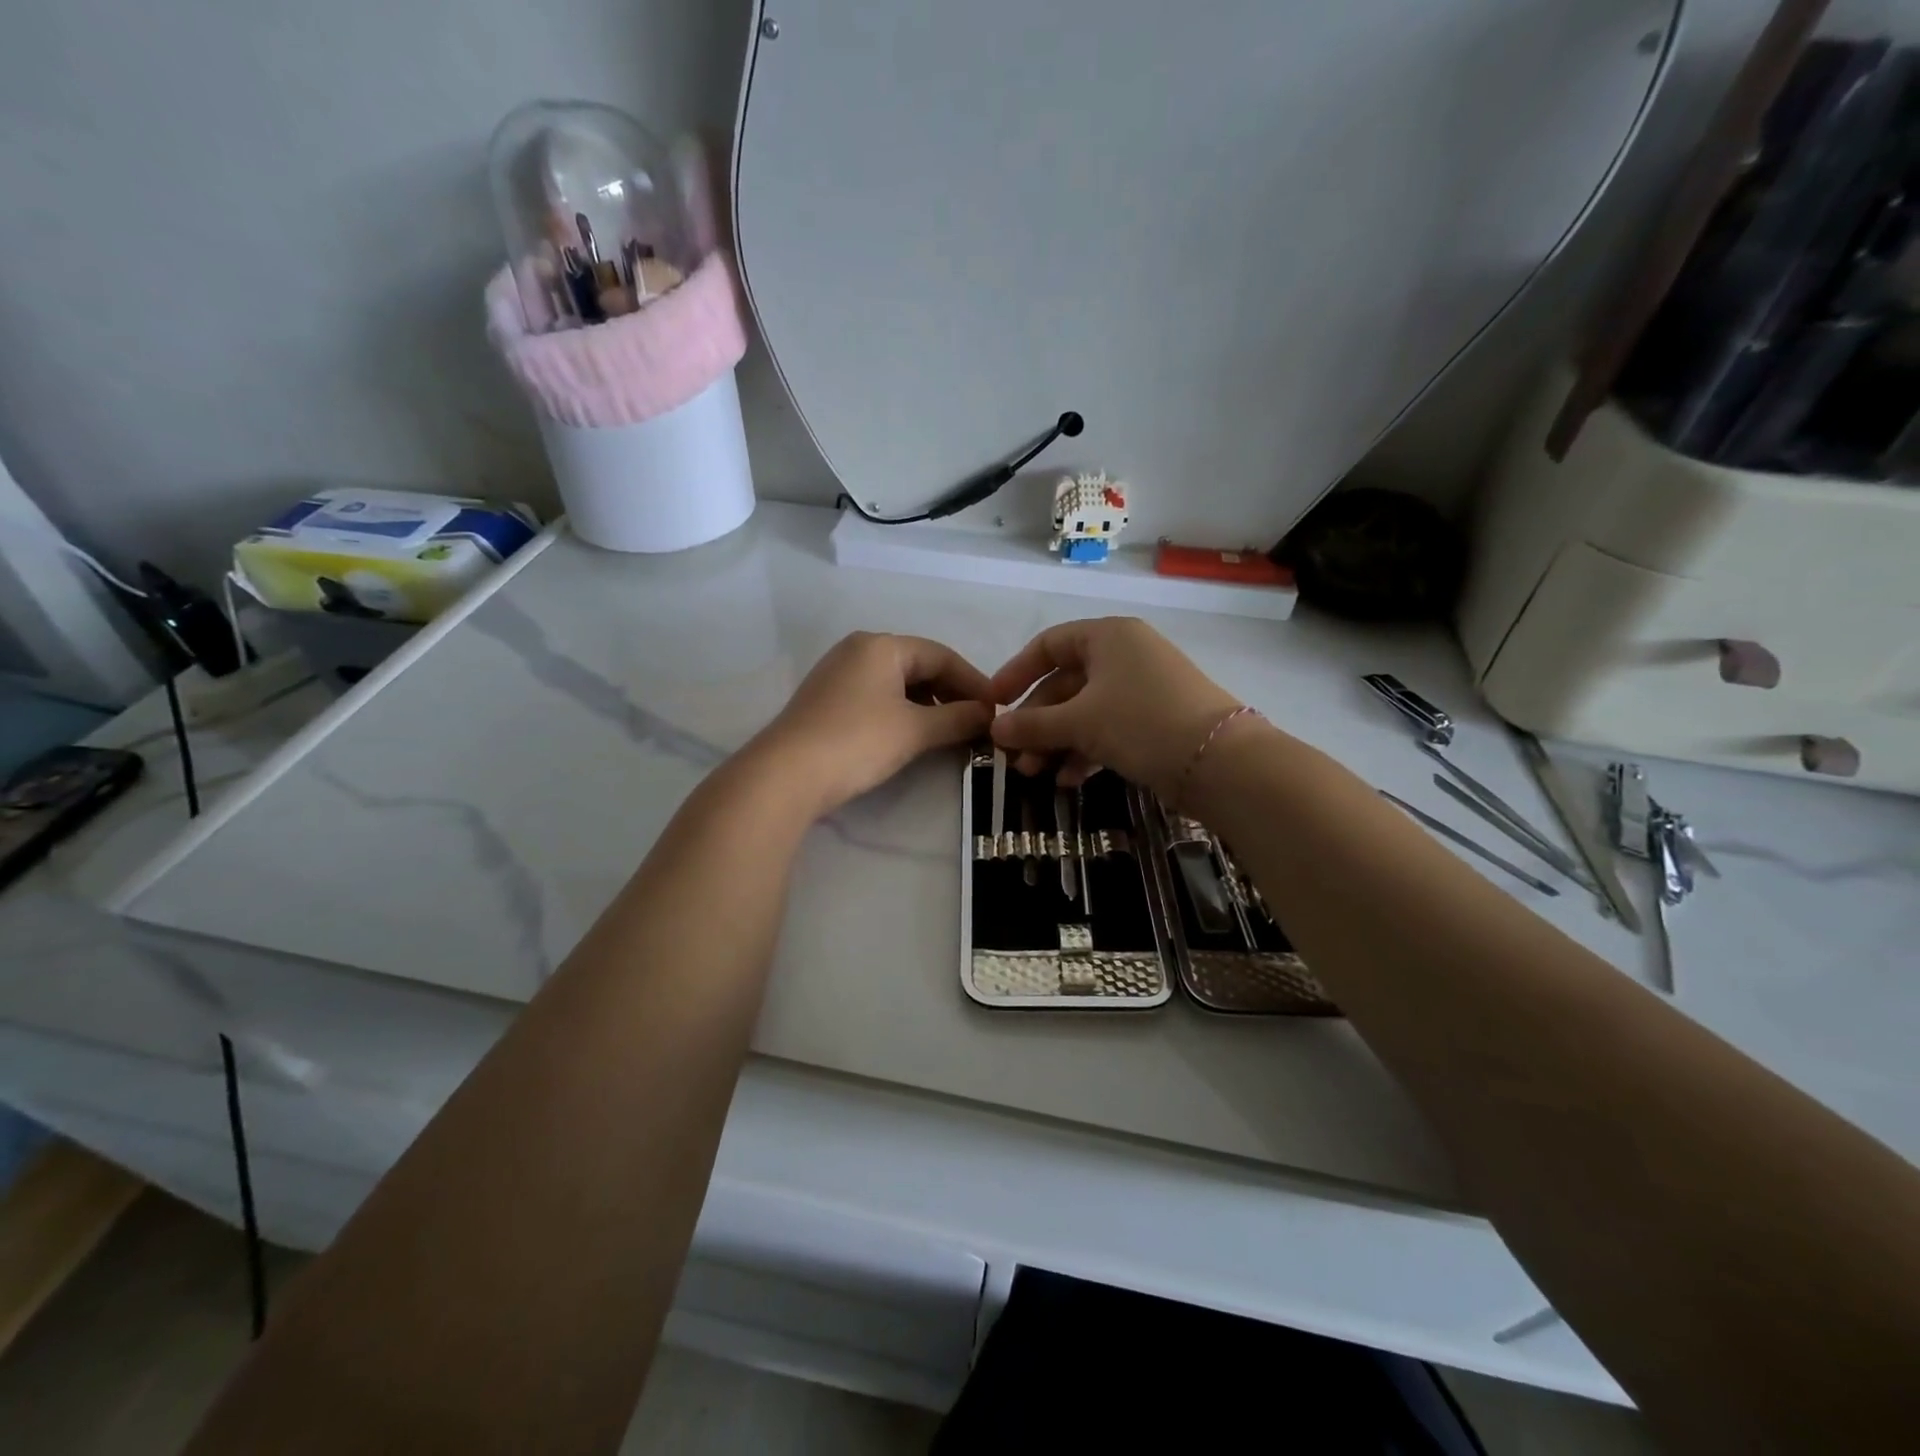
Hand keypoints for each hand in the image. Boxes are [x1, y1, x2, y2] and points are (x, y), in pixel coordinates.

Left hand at [753, 632, 993, 815]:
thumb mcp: (915, 730)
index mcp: (881, 645)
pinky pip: (877, 697)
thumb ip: (957, 718)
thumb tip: (989, 714)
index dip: (974, 682)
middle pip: (919, 666)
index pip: (942, 655)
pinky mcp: (827, 700)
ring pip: (898, 683)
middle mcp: (858, 650)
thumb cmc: (857, 742)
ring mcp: (838, 674)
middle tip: (977, 723)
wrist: (785, 775)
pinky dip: (903, 713)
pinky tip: (915, 736)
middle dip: (951, 694)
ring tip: (951, 733)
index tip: (997, 709)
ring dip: (929, 706)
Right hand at [988, 618, 1244, 800]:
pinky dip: (1085, 751)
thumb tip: (995, 731)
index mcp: (1107, 636)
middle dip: (1036, 722)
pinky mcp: (1155, 720)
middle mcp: (1125, 655)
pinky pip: (1108, 729)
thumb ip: (1032, 725)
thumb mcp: (1080, 722)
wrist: (1219, 762)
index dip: (1016, 673)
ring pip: (1085, 711)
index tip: (993, 704)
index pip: (1048, 645)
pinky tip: (1068, 781)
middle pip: (1065, 683)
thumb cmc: (1141, 722)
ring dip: (1056, 742)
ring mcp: (1143, 689)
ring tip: (1034, 775)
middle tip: (1013, 756)